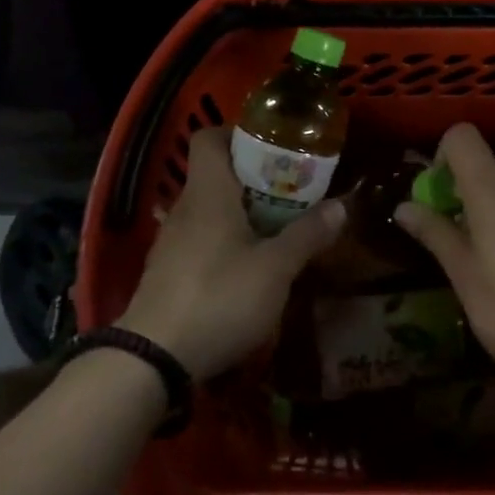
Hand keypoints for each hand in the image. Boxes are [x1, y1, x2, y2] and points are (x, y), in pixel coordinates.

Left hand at [118, 128, 345, 378]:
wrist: (152, 360)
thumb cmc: (219, 297)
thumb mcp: (275, 269)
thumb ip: (307, 235)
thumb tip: (341, 206)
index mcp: (209, 191)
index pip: (209, 138)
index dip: (237, 134)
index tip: (272, 148)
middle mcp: (185, 208)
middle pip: (215, 174)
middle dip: (253, 179)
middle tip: (290, 192)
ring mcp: (171, 242)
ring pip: (209, 210)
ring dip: (240, 213)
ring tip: (276, 230)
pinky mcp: (167, 273)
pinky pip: (199, 240)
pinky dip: (224, 243)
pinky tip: (247, 269)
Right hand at [394, 123, 494, 395]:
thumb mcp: (467, 278)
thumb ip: (436, 236)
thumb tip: (403, 206)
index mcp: (494, 190)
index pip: (462, 137)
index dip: (441, 156)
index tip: (434, 197)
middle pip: (484, 171)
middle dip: (460, 199)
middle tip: (452, 248)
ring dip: (487, 221)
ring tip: (484, 273)